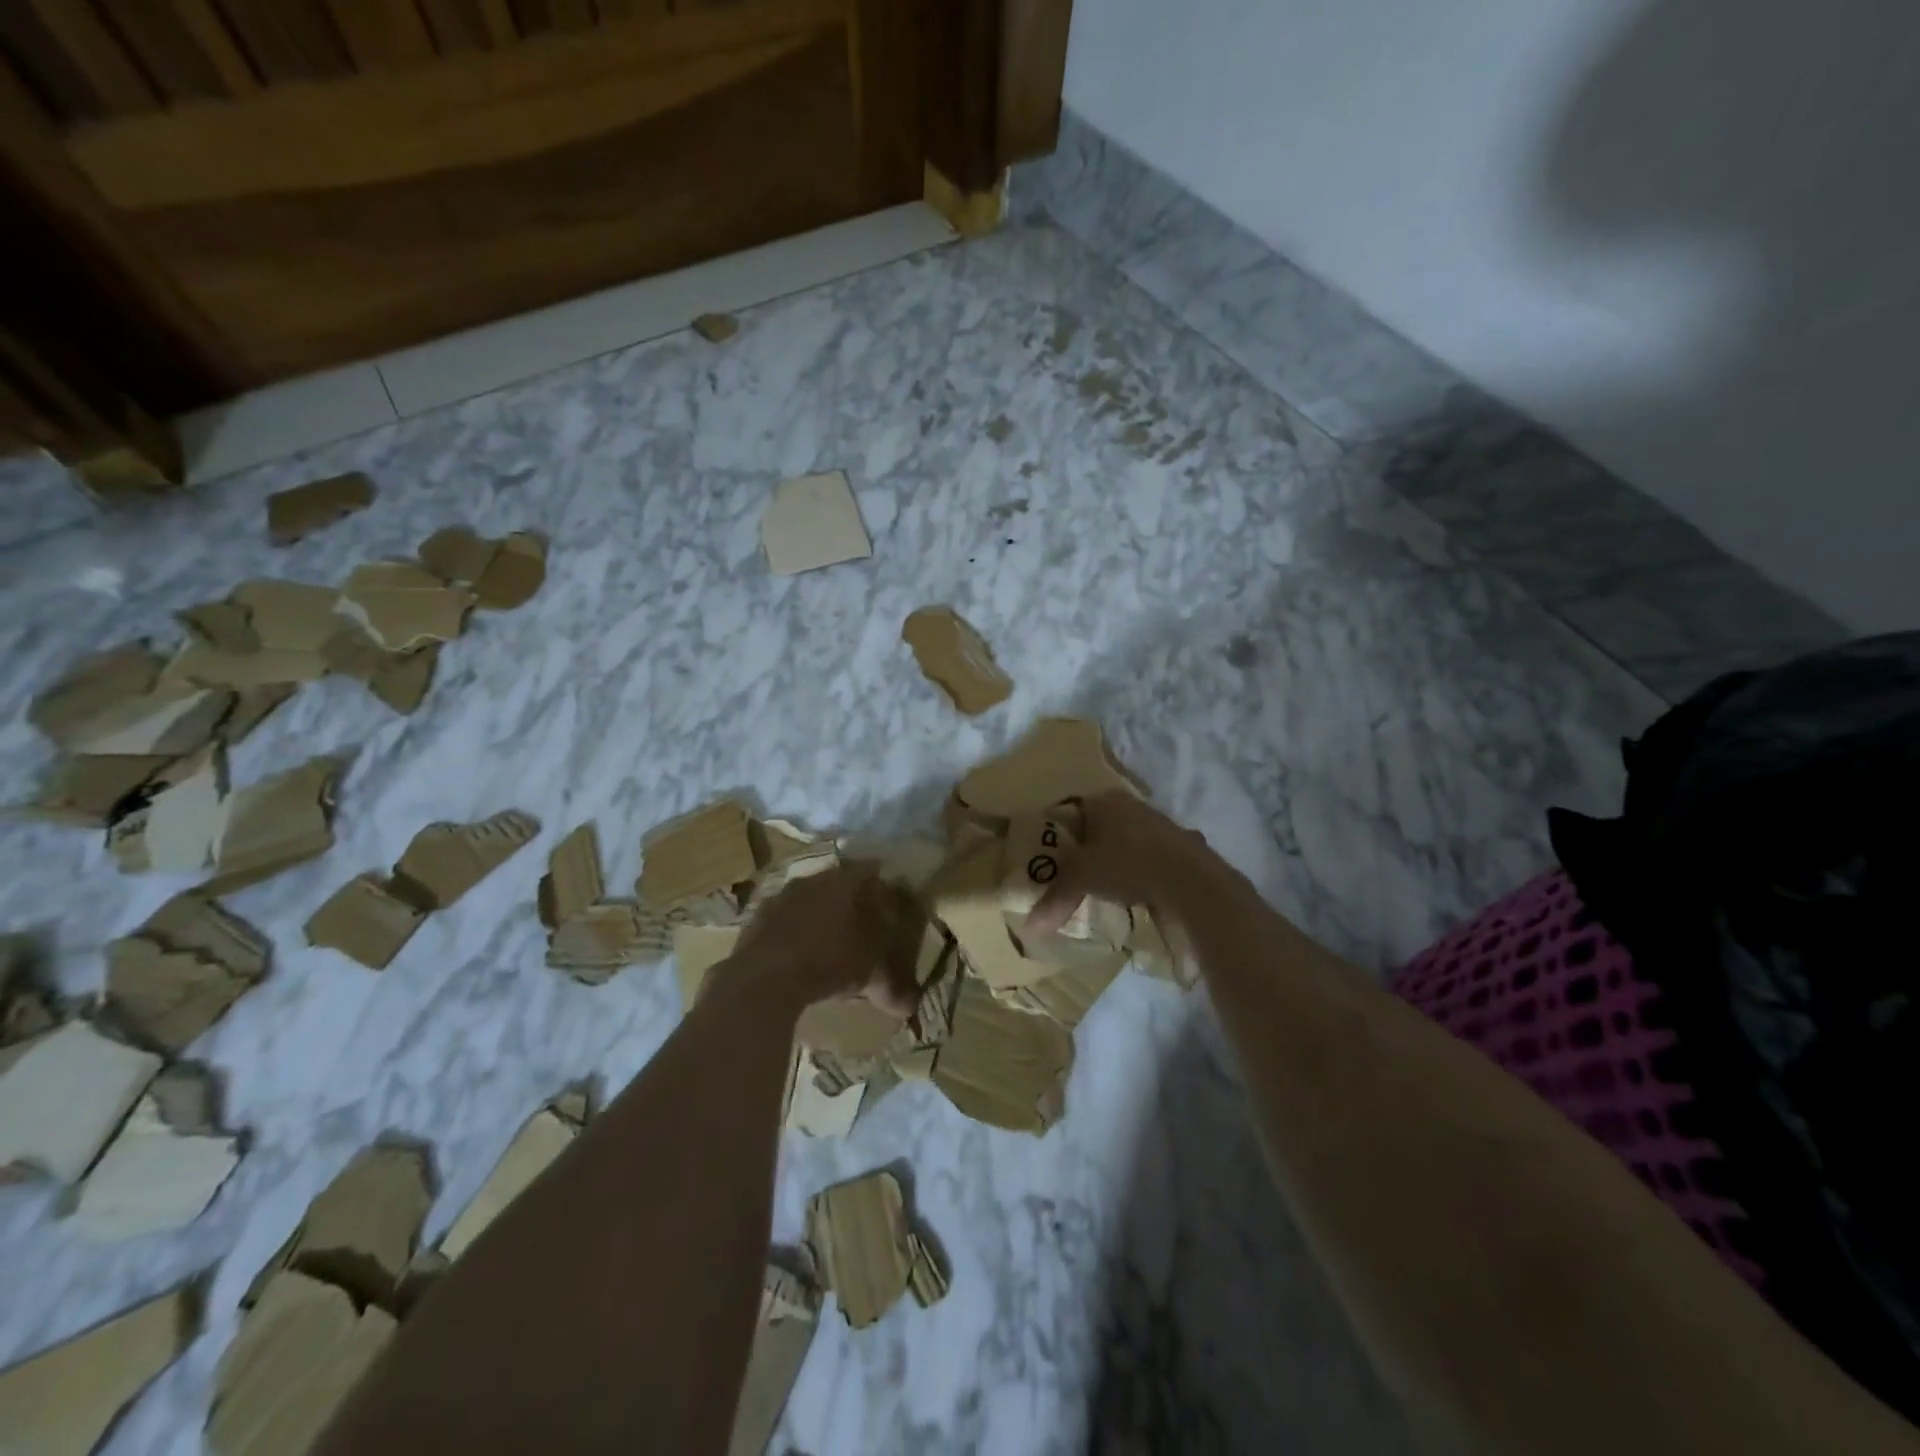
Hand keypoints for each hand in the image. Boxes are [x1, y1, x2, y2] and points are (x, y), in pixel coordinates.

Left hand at [722, 863, 917, 1015]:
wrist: (764, 977)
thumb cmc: (830, 961)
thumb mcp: (871, 973)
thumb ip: (892, 984)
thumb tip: (909, 1006)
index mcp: (846, 880)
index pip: (871, 871)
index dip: (882, 887)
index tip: (889, 904)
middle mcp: (814, 879)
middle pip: (838, 883)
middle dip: (850, 902)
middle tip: (861, 925)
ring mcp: (781, 895)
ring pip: (808, 899)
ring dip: (819, 916)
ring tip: (827, 944)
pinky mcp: (756, 917)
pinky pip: (784, 920)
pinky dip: (793, 933)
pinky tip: (797, 956)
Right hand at [1024, 792, 1219, 937]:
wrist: (1190, 878)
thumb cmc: (1126, 864)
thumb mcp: (1082, 880)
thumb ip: (1055, 898)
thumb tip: (1030, 927)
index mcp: (1102, 800)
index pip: (1069, 811)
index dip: (1057, 835)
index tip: (1050, 859)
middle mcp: (1130, 804)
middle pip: (1098, 826)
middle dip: (1087, 850)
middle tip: (1074, 875)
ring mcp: (1159, 822)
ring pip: (1126, 840)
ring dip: (1116, 859)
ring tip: (1105, 887)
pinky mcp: (1180, 844)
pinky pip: (1150, 856)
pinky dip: (1142, 871)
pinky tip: (1139, 892)